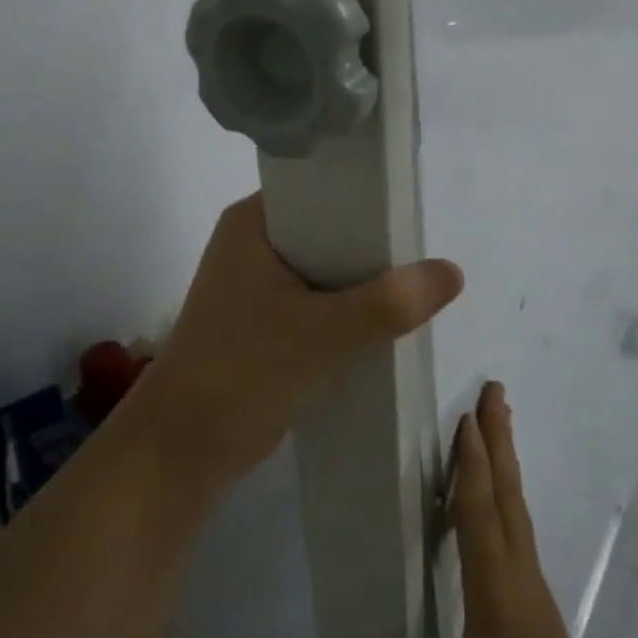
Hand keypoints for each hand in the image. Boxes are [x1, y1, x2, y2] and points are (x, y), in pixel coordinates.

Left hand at [140, 194, 463, 491]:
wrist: (184, 449)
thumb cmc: (243, 373)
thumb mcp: (323, 334)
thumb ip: (390, 303)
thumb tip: (453, 272)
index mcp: (254, 222)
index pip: (320, 187)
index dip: (367, 196)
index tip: (412, 210)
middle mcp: (254, 242)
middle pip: (329, 228)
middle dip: (373, 245)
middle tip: (423, 253)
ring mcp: (257, 283)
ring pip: (327, 267)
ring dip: (363, 280)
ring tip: (414, 286)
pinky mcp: (265, 319)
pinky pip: (318, 299)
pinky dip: (348, 308)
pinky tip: (384, 320)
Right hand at [344, 382, 625, 637]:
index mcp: (495, 591)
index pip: (480, 514)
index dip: (472, 465)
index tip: (466, 418)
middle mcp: (517, 572)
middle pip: (507, 493)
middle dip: (498, 439)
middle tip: (494, 391)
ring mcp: (529, 581)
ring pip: (516, 505)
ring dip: (504, 458)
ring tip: (496, 420)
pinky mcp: (532, 593)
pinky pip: (516, 524)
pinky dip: (504, 489)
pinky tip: (495, 491)